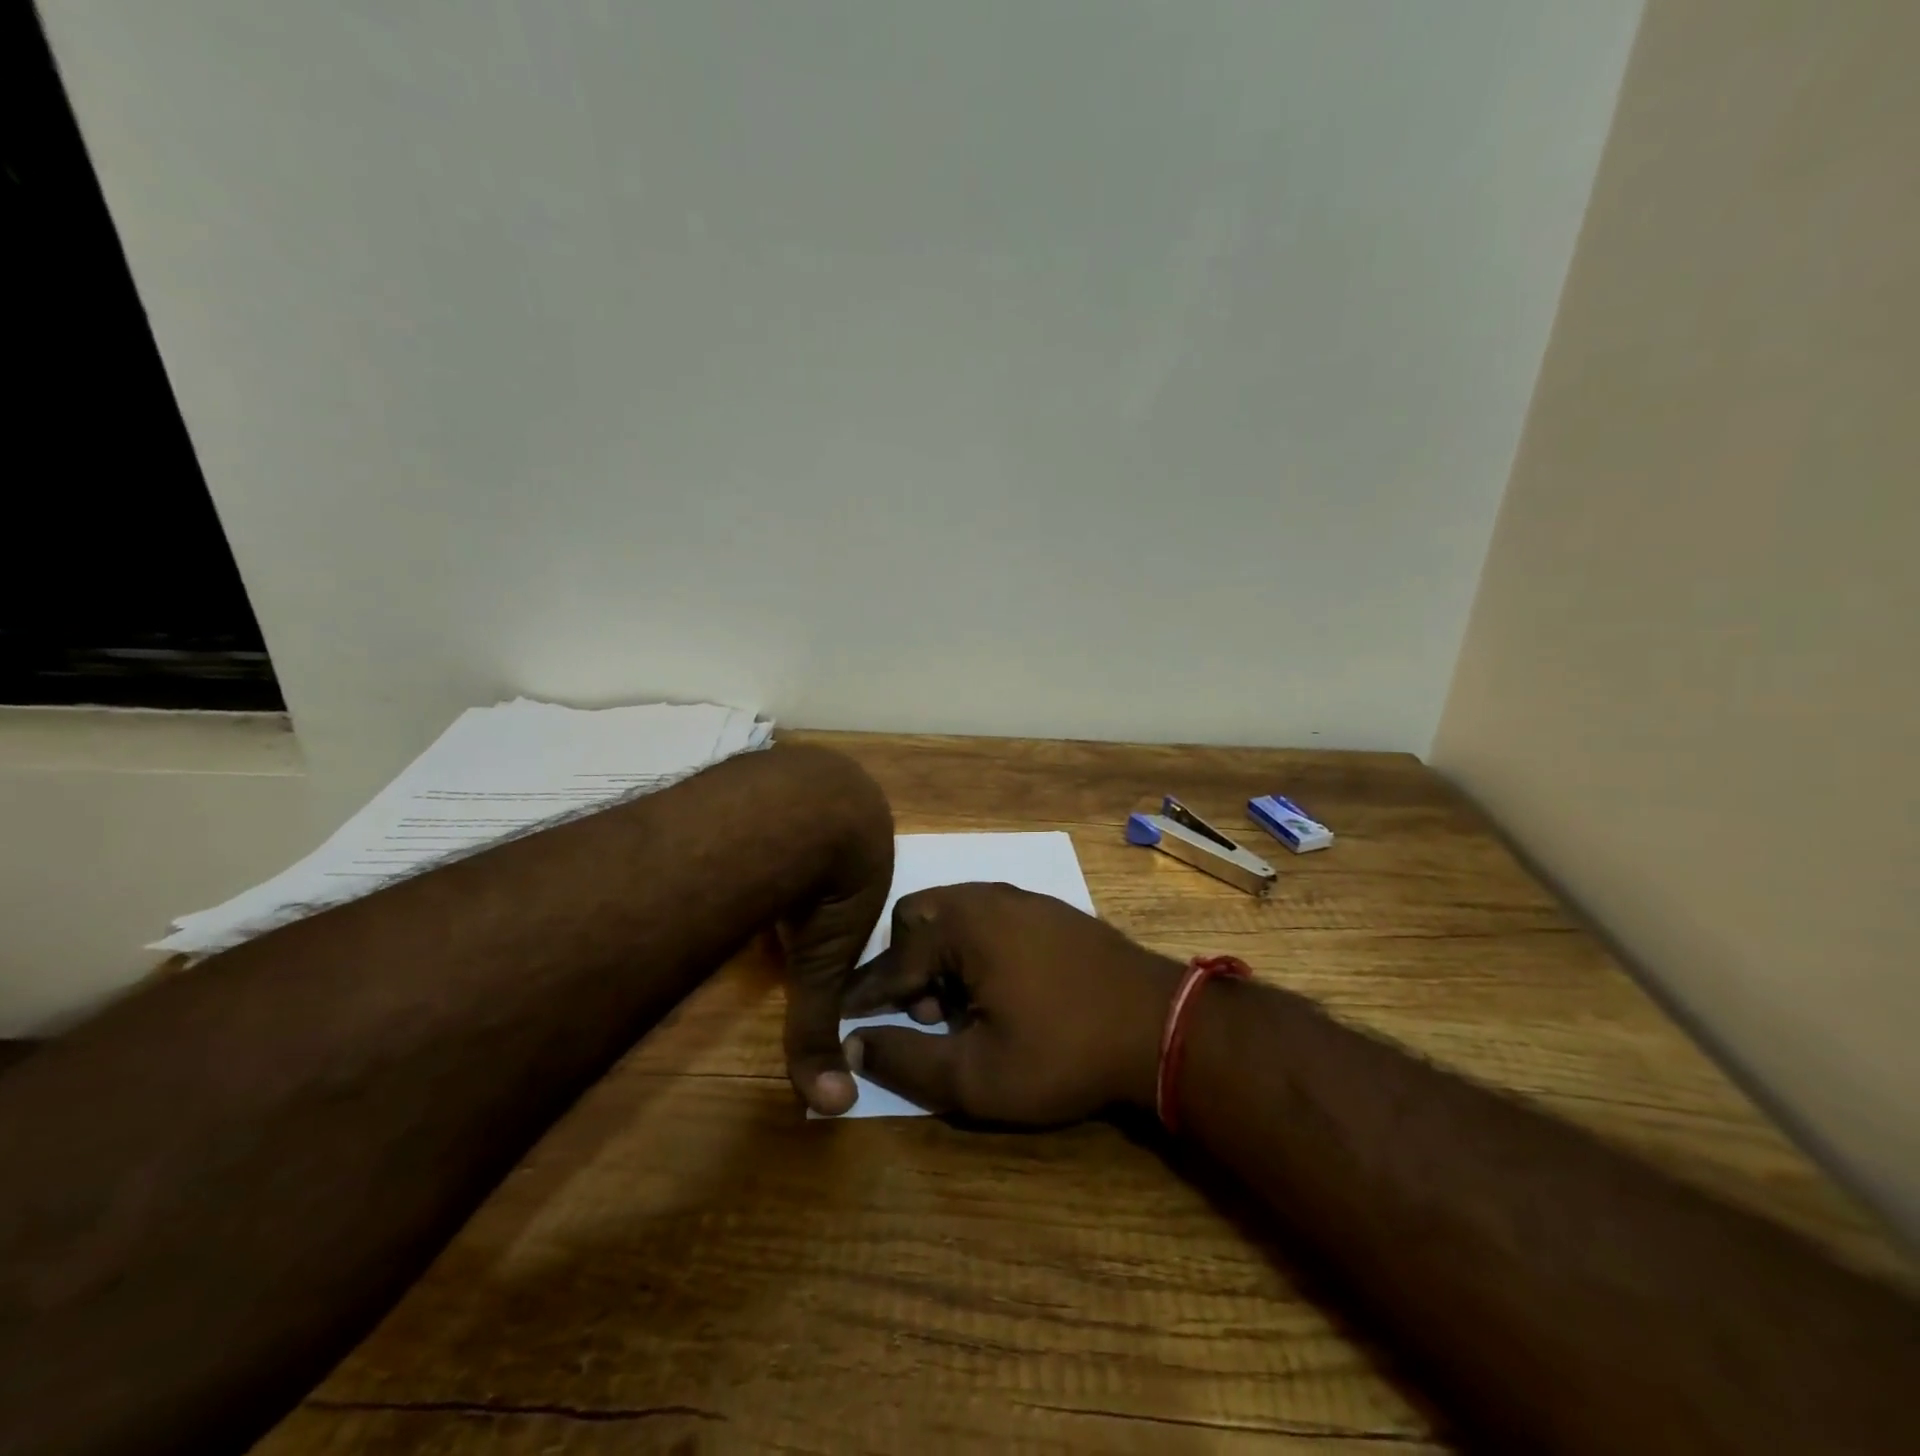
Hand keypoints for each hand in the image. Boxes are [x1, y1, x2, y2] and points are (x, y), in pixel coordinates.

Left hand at [767, 747, 894, 1116]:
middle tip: (776, 894)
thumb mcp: (821, 965)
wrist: (801, 811)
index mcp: (872, 845)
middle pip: (826, 839)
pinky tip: (728, 834)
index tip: (804, 922)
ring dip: (777, 834)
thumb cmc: (826, 888)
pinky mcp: (771, 759)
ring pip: (794, 808)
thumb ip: (819, 1028)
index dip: (833, 904)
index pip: (857, 879)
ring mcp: (808, 771)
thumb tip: (832, 1106)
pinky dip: (750, 811)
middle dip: (807, 863)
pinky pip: (763, 789)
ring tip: (748, 866)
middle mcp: (848, 800)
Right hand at [837, 882, 1180, 1122]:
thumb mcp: (976, 1076)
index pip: (890, 960)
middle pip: (917, 921)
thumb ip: (906, 1061)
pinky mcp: (1049, 909)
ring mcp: (1022, 897)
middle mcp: (986, 896)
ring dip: (942, 958)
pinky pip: (988, 918)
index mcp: (961, 924)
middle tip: (931, 1016)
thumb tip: (856, 1043)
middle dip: (908, 968)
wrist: (1160, 1024)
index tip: (842, 1019)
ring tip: (966, 1010)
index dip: (864, 996)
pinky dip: (975, 949)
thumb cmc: (1062, 1051)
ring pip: (954, 916)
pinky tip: (1002, 991)